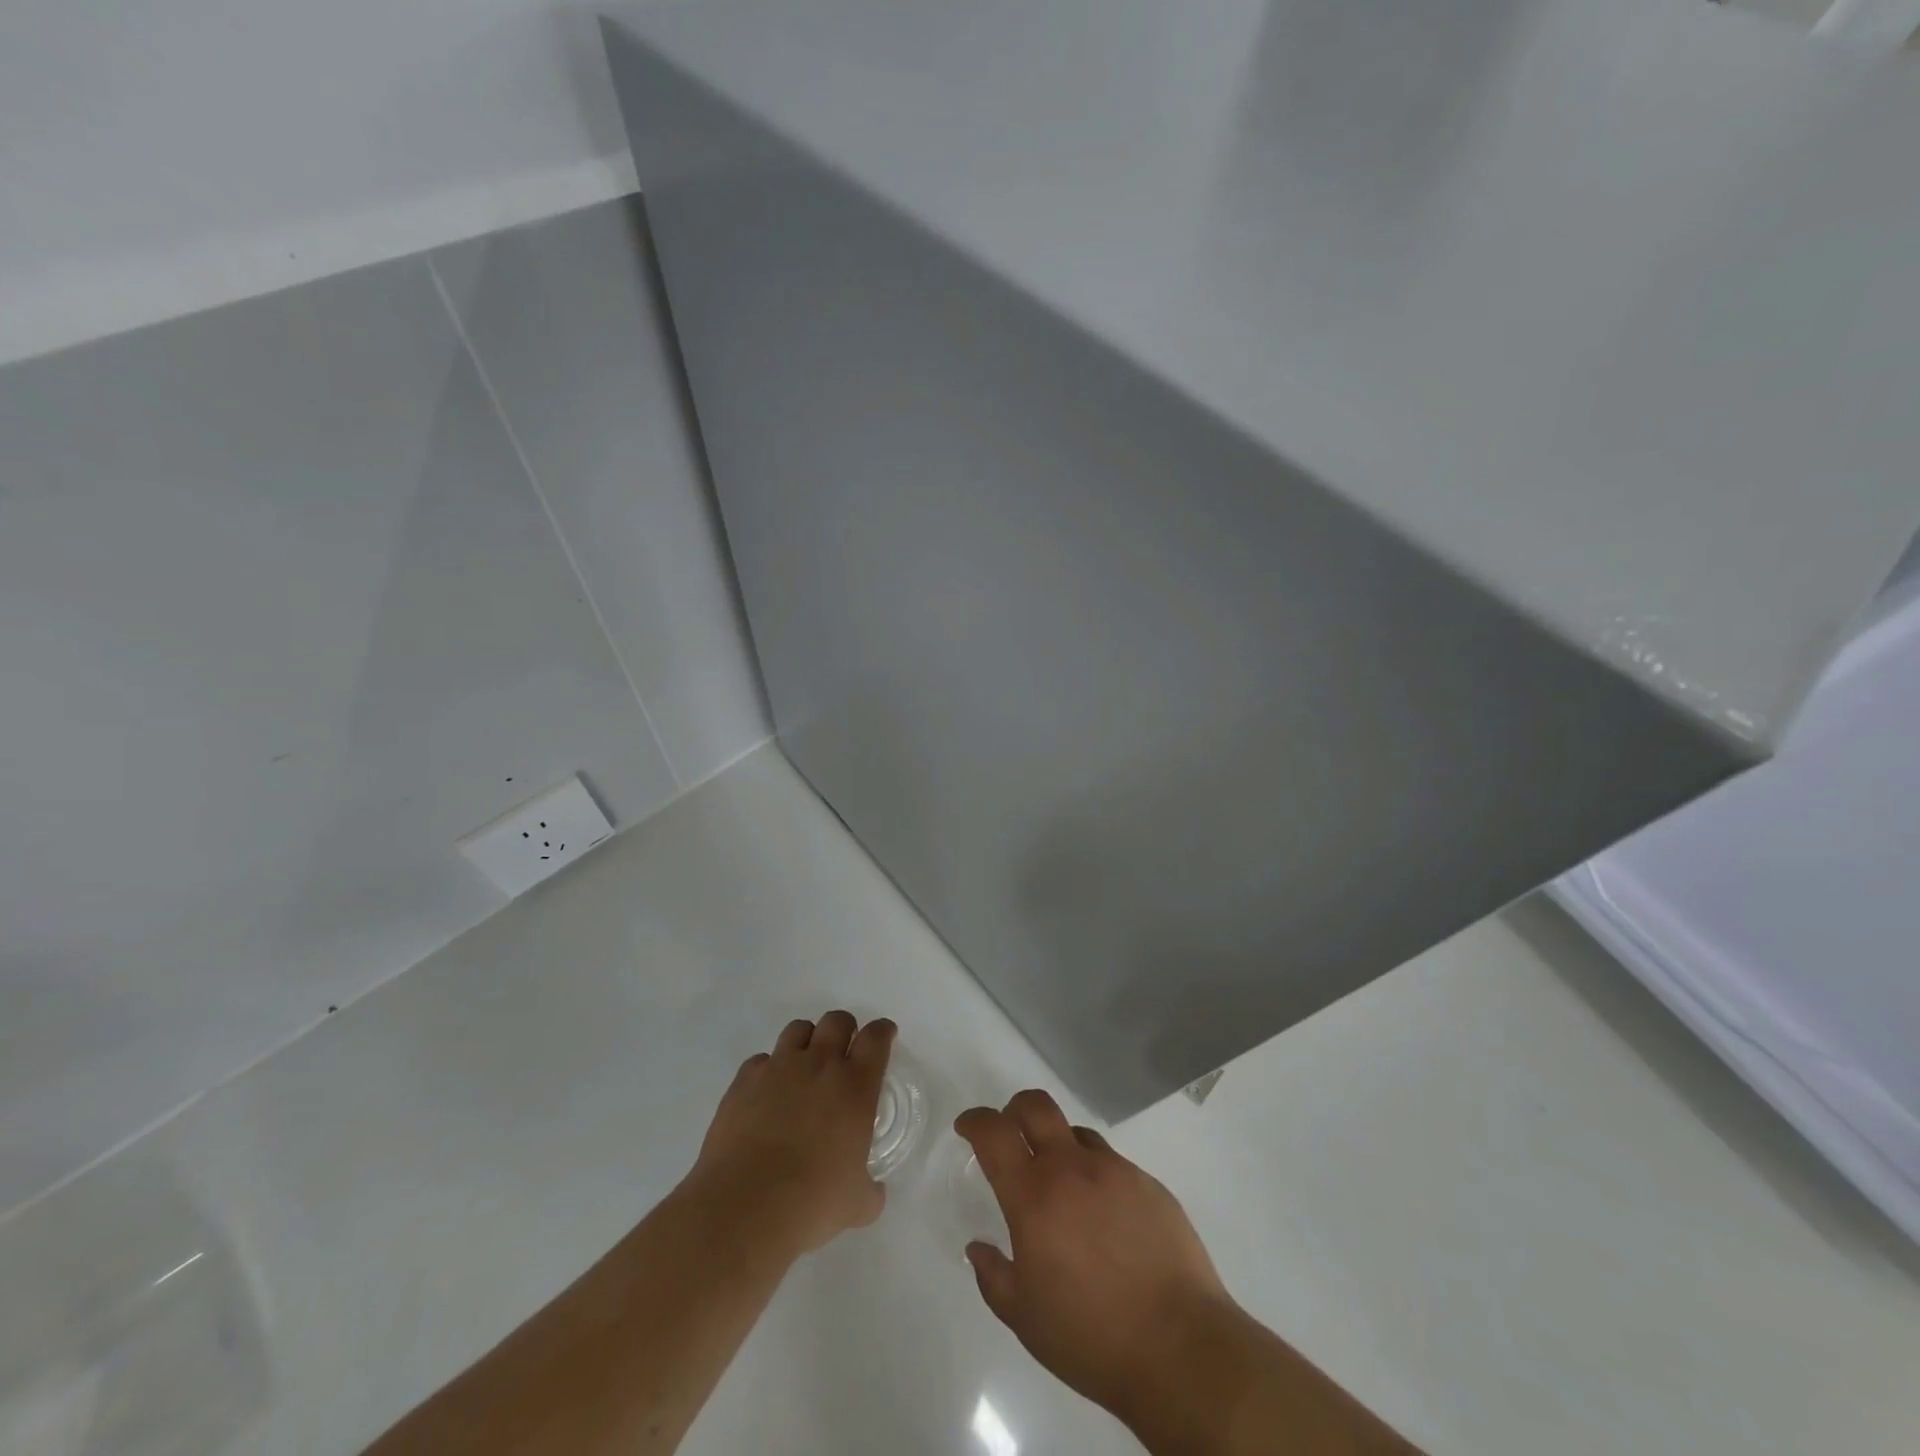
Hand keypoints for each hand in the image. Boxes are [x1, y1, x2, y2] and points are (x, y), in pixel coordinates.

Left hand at [686, 1011, 894, 1255]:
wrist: (744, 1206)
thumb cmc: (812, 1202)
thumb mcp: (857, 1204)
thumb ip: (870, 1189)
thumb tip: (871, 1190)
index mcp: (856, 1085)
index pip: (876, 1037)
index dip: (883, 1032)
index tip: (885, 1036)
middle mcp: (819, 1064)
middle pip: (837, 1021)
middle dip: (845, 1030)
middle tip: (844, 1053)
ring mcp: (779, 1067)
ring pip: (798, 1029)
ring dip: (807, 1041)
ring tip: (804, 1067)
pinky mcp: (744, 1080)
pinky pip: (761, 1060)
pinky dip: (769, 1070)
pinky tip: (767, 1094)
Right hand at [955, 1091, 1238, 1426]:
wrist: (1181, 1348)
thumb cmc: (1091, 1337)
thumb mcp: (1025, 1319)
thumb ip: (994, 1276)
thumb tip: (978, 1248)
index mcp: (1034, 1195)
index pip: (994, 1133)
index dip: (975, 1121)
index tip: (967, 1127)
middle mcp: (1073, 1168)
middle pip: (1036, 1106)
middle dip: (1014, 1110)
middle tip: (1010, 1134)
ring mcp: (1116, 1171)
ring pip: (1077, 1134)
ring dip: (1060, 1147)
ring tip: (1063, 1189)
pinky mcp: (1150, 1185)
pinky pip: (1113, 1165)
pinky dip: (1098, 1178)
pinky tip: (1107, 1221)